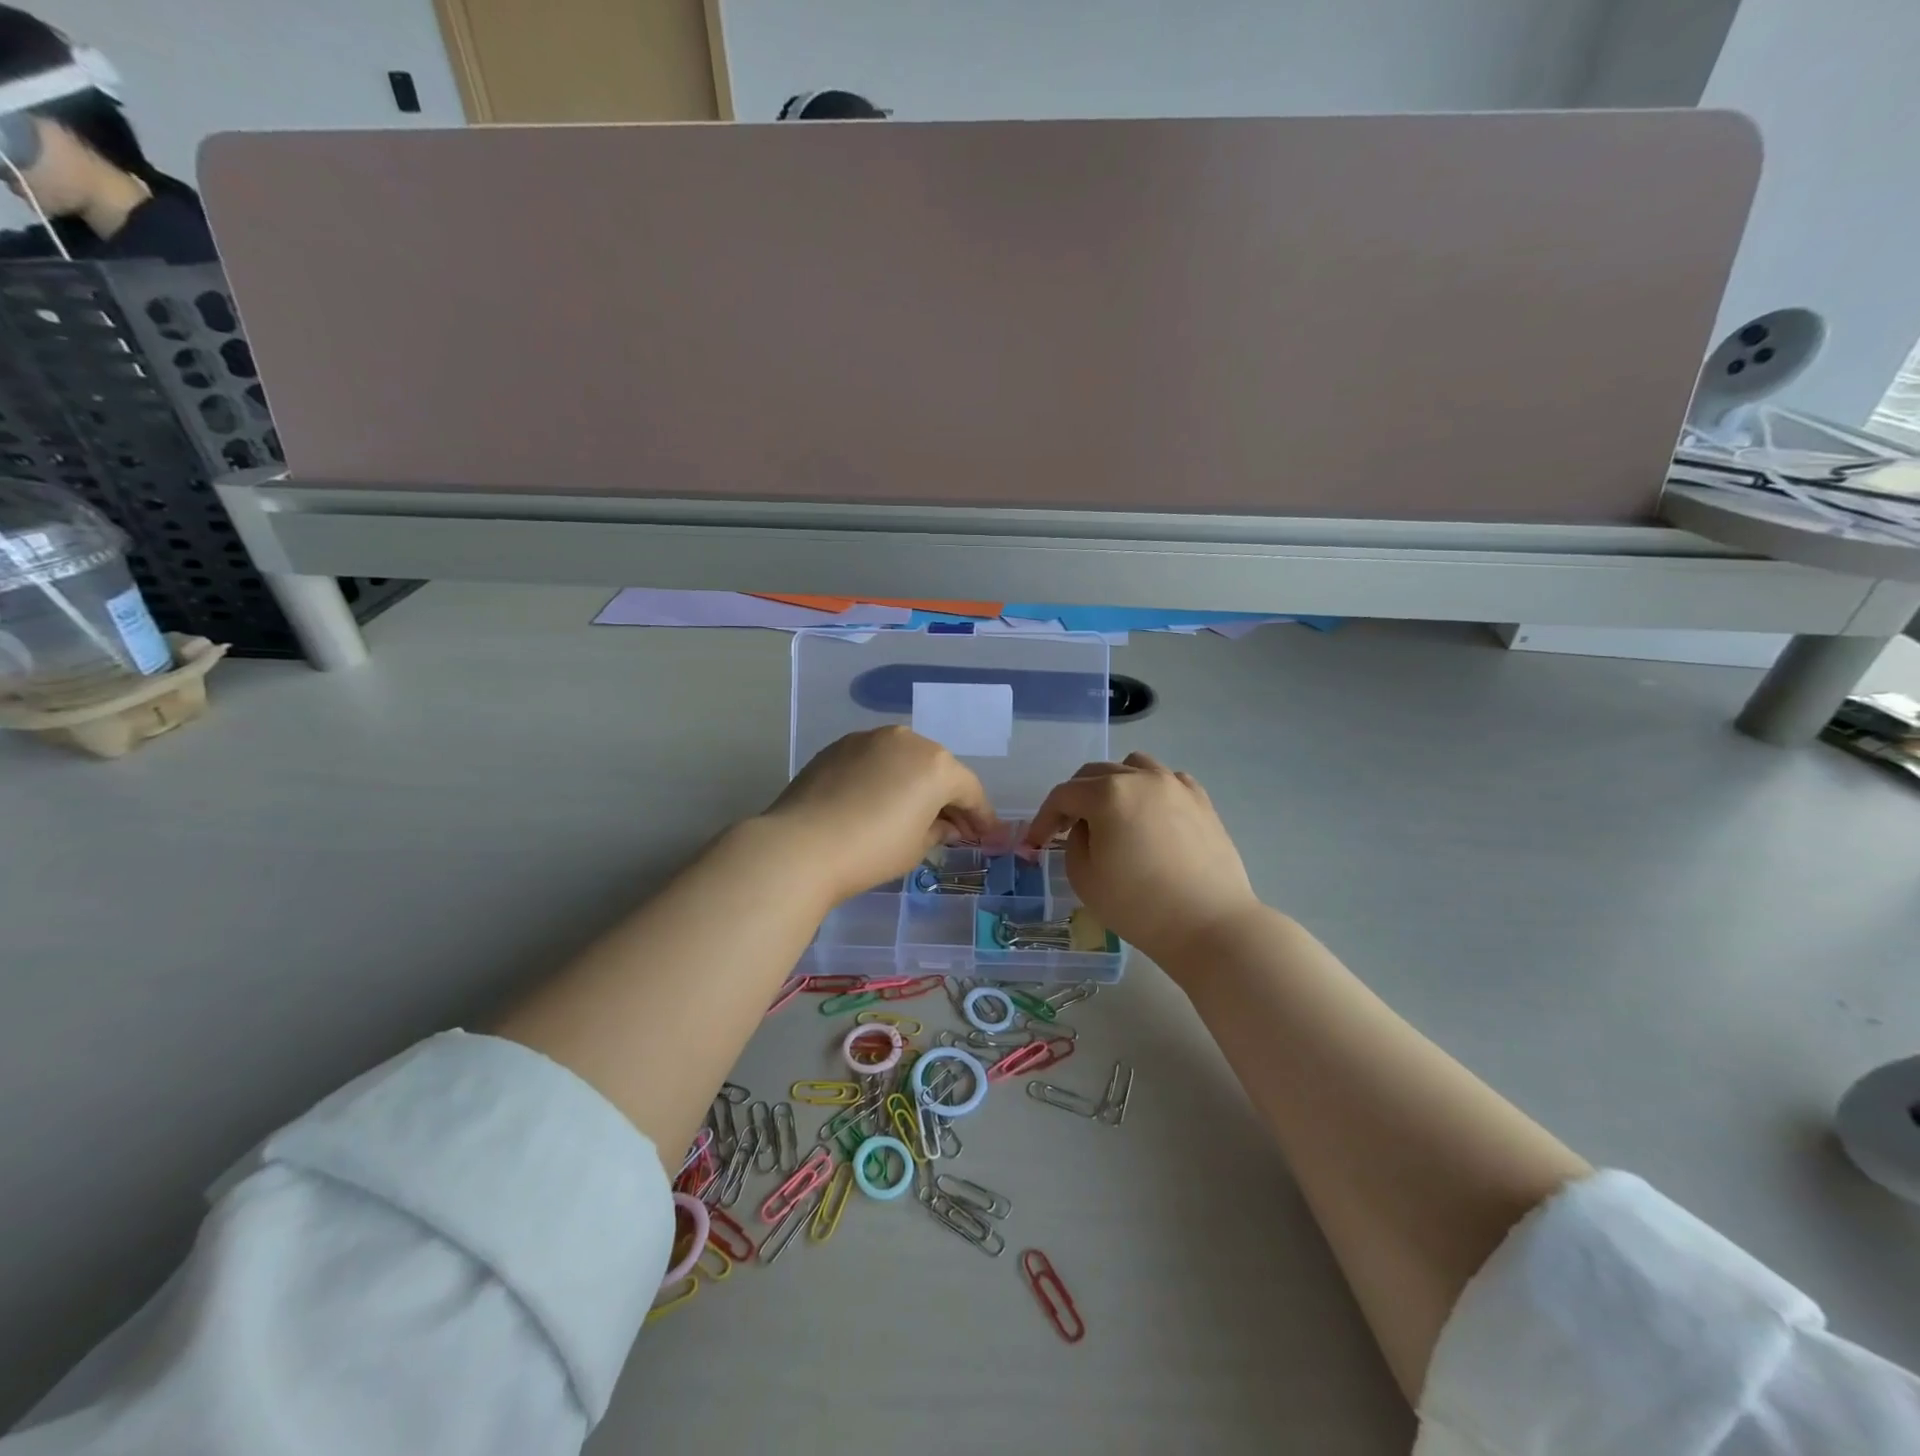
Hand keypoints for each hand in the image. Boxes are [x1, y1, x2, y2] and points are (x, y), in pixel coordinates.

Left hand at [761, 727, 999, 905]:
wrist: (800, 846)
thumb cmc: (871, 850)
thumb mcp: (916, 847)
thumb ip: (939, 829)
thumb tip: (945, 825)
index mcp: (936, 764)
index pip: (969, 790)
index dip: (981, 816)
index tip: (987, 836)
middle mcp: (907, 740)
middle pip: (938, 768)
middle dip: (948, 797)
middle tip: (954, 827)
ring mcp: (869, 738)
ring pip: (905, 759)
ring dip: (915, 783)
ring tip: (914, 812)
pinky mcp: (838, 746)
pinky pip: (875, 760)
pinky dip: (885, 777)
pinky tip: (878, 801)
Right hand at [1020, 752, 1261, 965]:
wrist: (1209, 925)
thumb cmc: (1138, 905)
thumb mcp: (1084, 877)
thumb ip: (1074, 840)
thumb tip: (1087, 826)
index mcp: (1108, 794)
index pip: (1063, 795)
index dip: (1043, 818)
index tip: (1035, 843)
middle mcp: (1141, 777)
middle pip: (1095, 774)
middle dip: (1075, 798)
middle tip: (1065, 827)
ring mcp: (1176, 785)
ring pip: (1133, 766)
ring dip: (1113, 784)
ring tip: (1111, 813)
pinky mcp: (1201, 801)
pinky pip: (1166, 780)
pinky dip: (1149, 790)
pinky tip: (1149, 815)